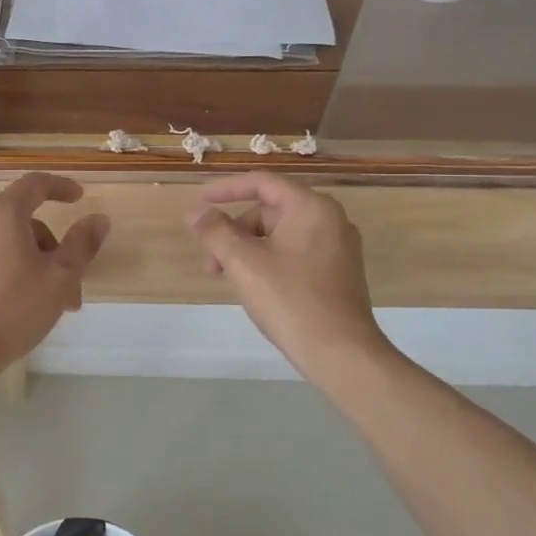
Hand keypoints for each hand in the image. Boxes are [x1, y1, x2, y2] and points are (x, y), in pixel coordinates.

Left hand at [0, 173, 109, 385]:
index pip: (36, 184)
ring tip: (40, 303)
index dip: (60, 187)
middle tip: (69, 289)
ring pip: (0, 243)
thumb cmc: (12, 310)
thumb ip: (82, 244)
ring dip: (25, 263)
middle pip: (20, 221)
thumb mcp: (60, 278)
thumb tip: (98, 219)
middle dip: (48, 249)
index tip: (78, 197)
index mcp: (2, 212)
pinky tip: (6, 304)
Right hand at [188, 174, 394, 383]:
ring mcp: (338, 247)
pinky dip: (268, 261)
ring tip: (226, 278)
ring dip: (247, 250)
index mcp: (311, 207)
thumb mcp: (243, 262)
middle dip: (234, 231)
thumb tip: (196, 212)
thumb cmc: (289, 299)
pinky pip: (295, 253)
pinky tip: (253, 287)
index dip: (226, 189)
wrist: (340, 352)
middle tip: (209, 260)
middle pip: (269, 211)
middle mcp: (329, 219)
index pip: (262, 183)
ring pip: (280, 235)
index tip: (199, 202)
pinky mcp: (338, 272)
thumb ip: (215, 231)